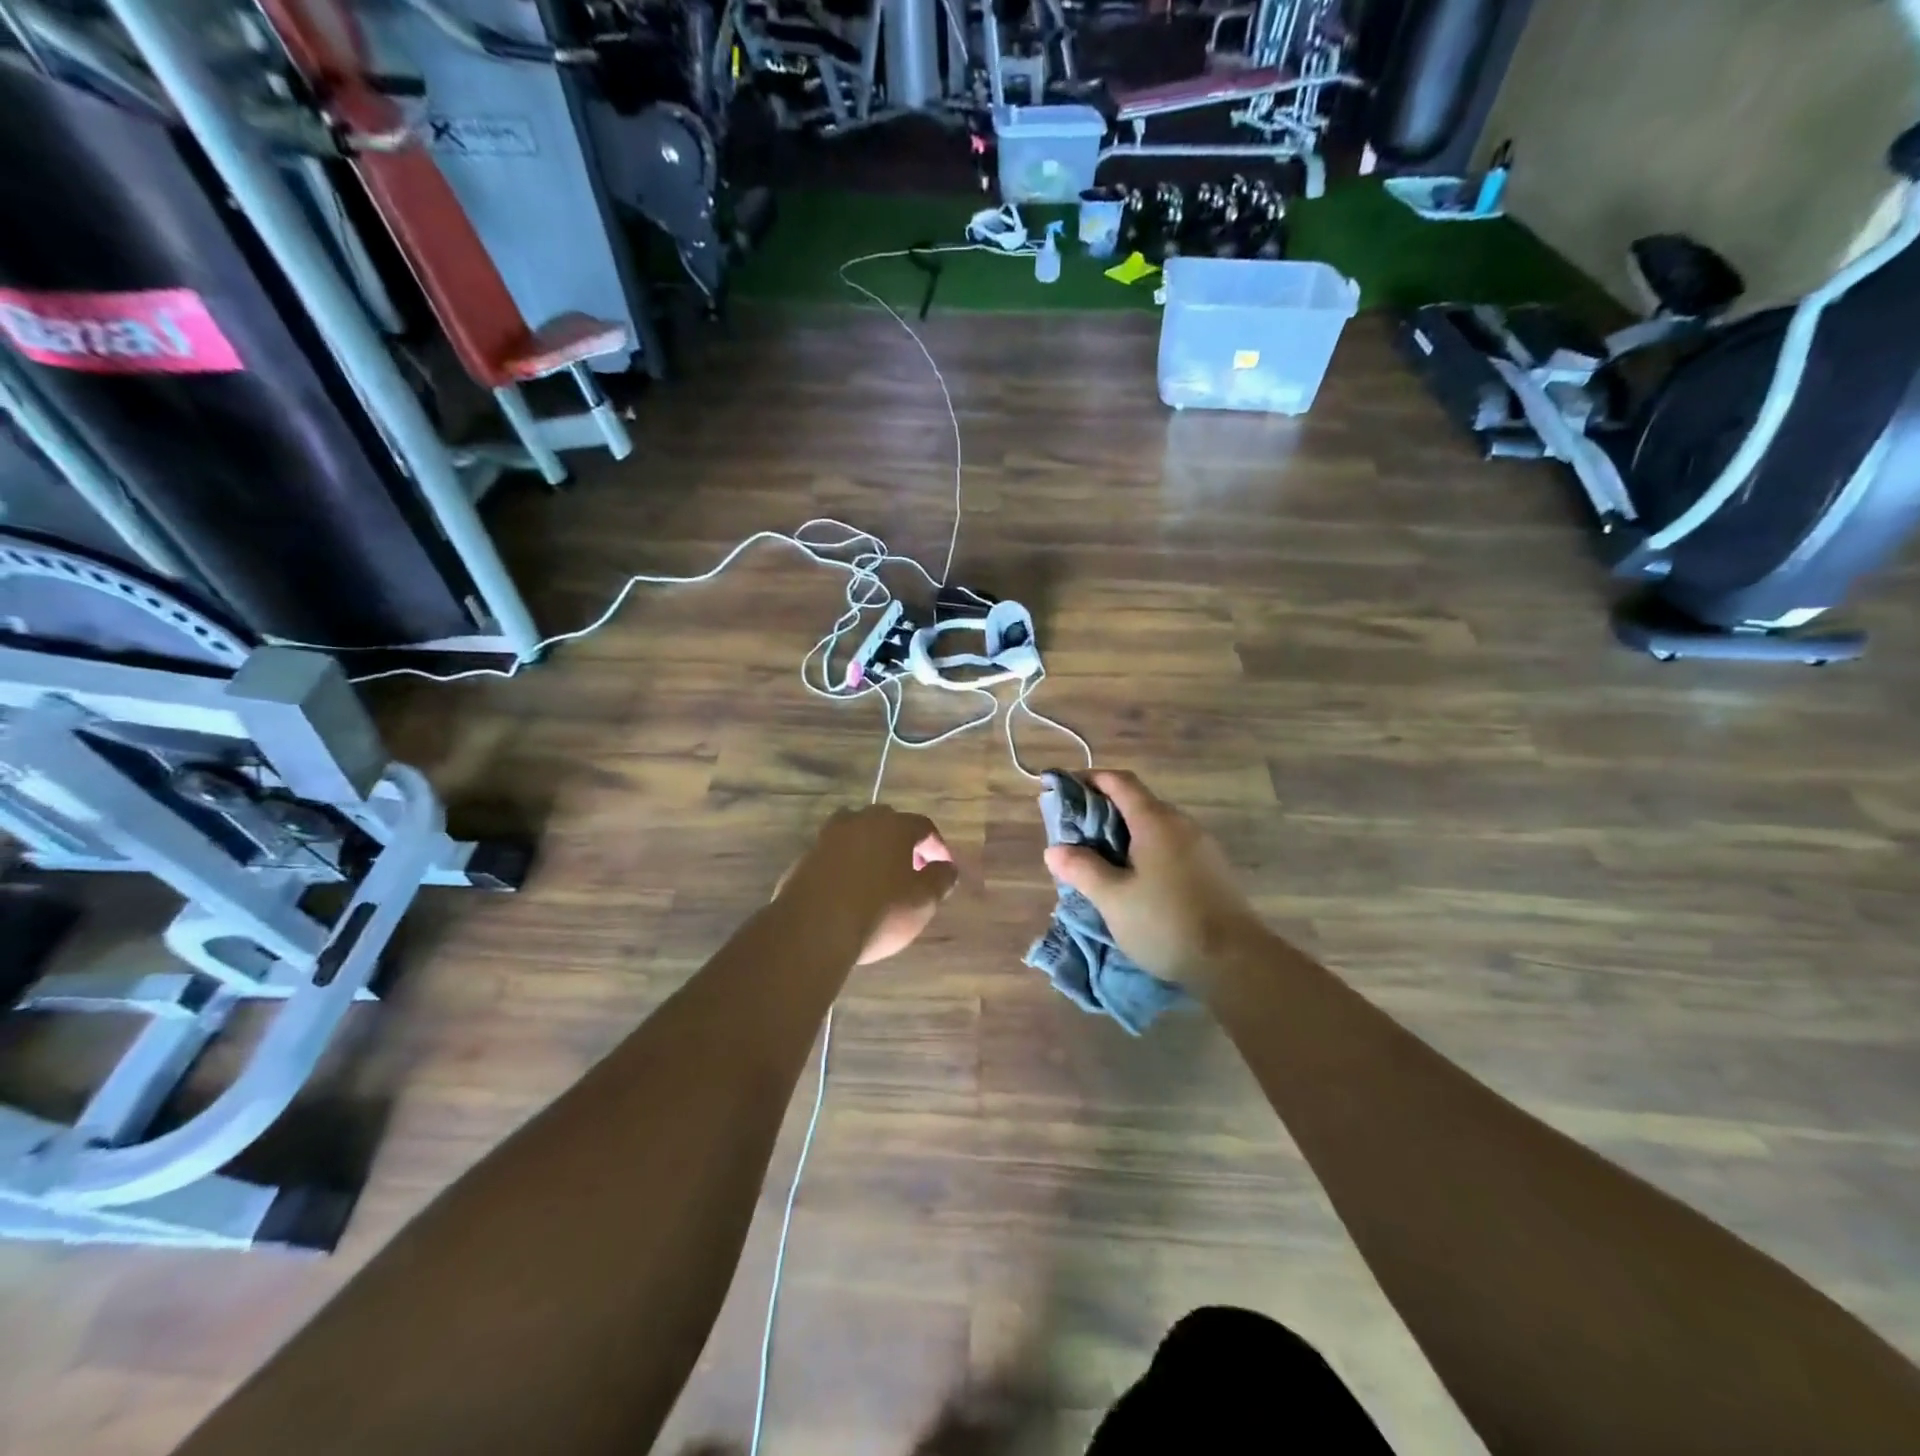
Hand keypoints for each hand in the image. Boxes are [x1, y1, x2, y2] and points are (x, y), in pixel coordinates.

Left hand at [777, 806, 958, 964]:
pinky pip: (833, 854)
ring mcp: (828, 838)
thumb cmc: (879, 913)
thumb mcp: (923, 901)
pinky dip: (845, 864)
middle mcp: (860, 822)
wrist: (813, 931)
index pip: (923, 826)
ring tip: (878, 876)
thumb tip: (946, 867)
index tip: (943, 867)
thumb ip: (940, 879)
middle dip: (902, 843)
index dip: (937, 846)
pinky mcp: (805, 858)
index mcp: (894, 826)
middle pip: (887, 822)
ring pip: (856, 833)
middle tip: (911, 869)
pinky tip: (849, 889)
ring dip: (870, 848)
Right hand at [1042, 770, 1266, 986]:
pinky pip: (1170, 847)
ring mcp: (1201, 846)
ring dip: (1125, 835)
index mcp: (1155, 821)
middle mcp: (1181, 824)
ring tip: (1100, 861)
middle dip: (1103, 811)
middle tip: (1075, 835)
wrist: (1237, 961)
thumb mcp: (1113, 899)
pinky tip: (1135, 880)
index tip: (1064, 790)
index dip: (1090, 779)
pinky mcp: (1212, 870)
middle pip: (1137, 802)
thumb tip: (1054, 850)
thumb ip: (1082, 869)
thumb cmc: (1166, 923)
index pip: (1119, 781)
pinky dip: (1146, 851)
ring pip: (1154, 827)